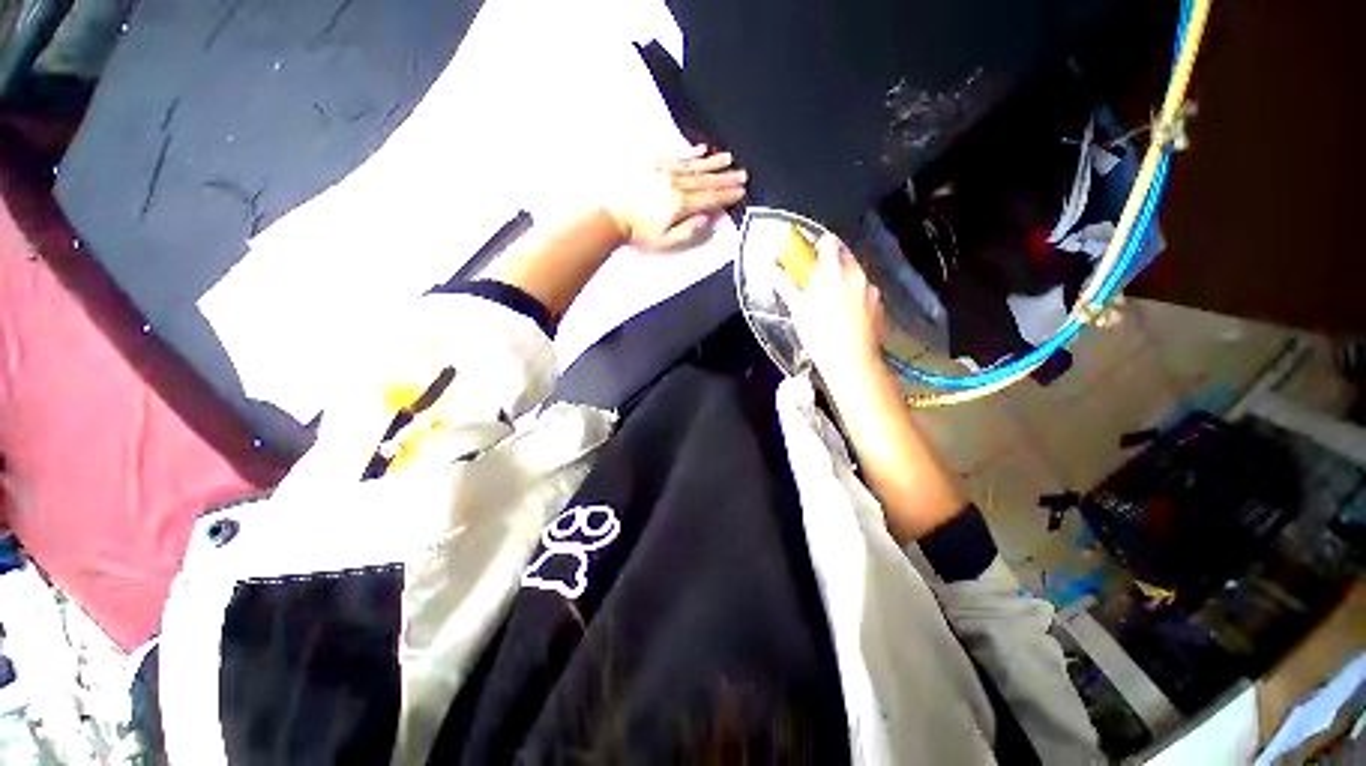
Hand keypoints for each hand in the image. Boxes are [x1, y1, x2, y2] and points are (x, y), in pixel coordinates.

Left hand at [607, 144, 746, 250]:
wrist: (612, 217)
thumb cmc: (639, 234)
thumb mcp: (665, 242)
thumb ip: (689, 231)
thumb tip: (708, 219)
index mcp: (680, 204)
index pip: (709, 198)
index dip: (727, 195)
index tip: (741, 192)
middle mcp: (675, 184)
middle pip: (706, 180)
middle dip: (726, 178)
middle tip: (743, 174)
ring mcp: (664, 173)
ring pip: (694, 166)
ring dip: (713, 163)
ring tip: (729, 159)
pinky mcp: (653, 166)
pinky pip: (676, 157)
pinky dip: (691, 154)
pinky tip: (701, 150)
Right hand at [778, 234, 885, 392]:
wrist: (851, 361)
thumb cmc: (820, 334)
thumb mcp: (797, 309)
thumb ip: (785, 284)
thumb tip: (771, 267)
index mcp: (834, 271)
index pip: (828, 242)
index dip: (817, 245)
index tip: (809, 255)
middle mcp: (857, 275)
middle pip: (844, 256)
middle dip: (831, 262)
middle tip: (816, 279)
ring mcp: (871, 290)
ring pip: (856, 275)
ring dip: (843, 279)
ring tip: (831, 300)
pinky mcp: (879, 306)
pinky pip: (865, 292)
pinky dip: (855, 296)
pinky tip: (846, 314)